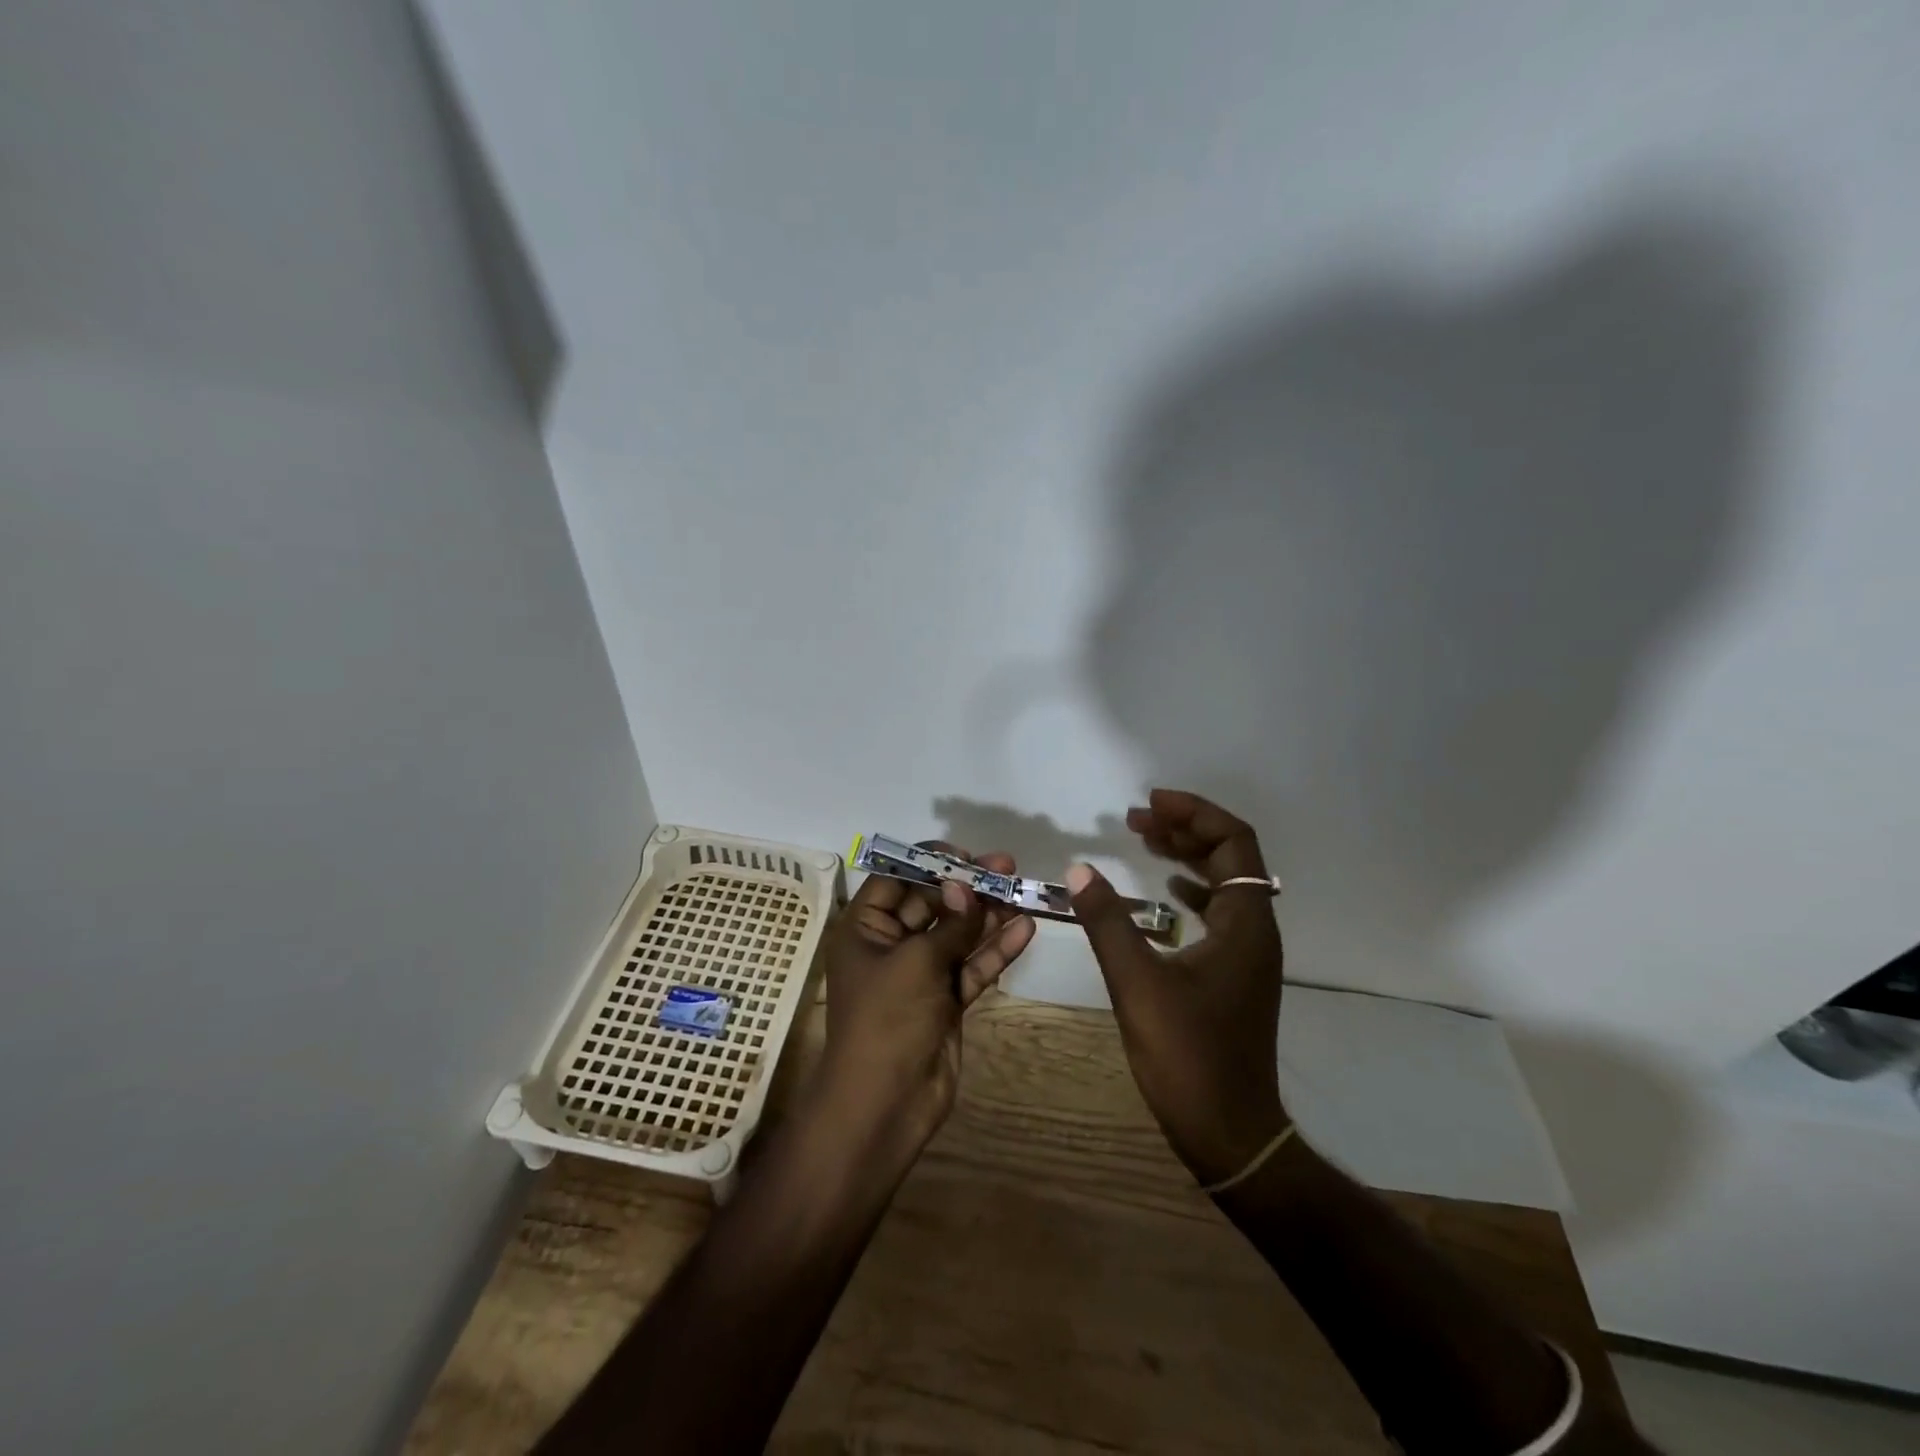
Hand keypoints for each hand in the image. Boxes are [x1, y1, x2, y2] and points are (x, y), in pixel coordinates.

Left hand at [816, 847, 1036, 1151]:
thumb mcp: (918, 962)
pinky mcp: (946, 1000)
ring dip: (987, 914)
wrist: (885, 1105)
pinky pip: (972, 966)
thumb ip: (950, 923)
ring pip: (957, 934)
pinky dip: (996, 950)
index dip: (929, 862)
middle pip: (932, 903)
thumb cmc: (887, 1020)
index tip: (966, 854)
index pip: (895, 879)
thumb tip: (966, 885)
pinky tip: (1026, 929)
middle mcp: (891, 945)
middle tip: (1006, 866)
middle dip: (968, 886)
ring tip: (1022, 890)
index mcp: (865, 928)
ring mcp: (920, 974)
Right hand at [1066, 790, 1287, 1186]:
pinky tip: (1165, 892)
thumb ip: (1107, 923)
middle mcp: (1256, 930)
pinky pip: (1218, 911)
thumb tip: (1079, 870)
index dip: (1194, 813)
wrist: (1231, 1132)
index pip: (1234, 842)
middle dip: (1185, 829)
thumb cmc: (1188, 1056)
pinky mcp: (1235, 973)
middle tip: (1136, 820)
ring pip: (1225, 883)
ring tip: (1145, 842)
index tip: (1149, 804)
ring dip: (1188, 856)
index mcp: (1245, 923)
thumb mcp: (1138, 985)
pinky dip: (1191, 889)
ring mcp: (1248, 953)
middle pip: (1231, 856)